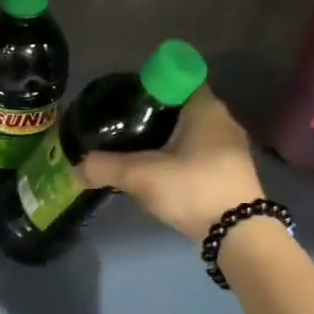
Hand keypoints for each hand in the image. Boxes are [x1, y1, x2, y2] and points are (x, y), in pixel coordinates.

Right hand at [79, 87, 265, 242]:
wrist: (238, 234)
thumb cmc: (192, 188)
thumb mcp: (141, 176)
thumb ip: (105, 168)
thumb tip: (75, 170)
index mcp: (205, 107)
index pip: (178, 79)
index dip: (152, 85)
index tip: (128, 101)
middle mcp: (223, 121)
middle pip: (183, 107)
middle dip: (155, 115)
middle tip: (125, 127)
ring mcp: (231, 148)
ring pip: (192, 133)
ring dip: (168, 140)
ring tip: (138, 152)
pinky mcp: (232, 173)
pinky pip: (200, 154)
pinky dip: (181, 159)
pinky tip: (161, 174)